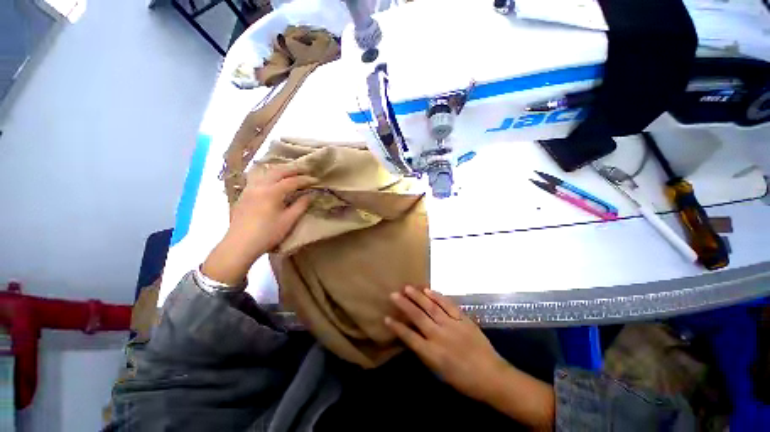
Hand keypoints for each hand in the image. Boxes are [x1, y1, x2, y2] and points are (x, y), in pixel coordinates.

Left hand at [201, 165, 316, 285]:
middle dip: (293, 169)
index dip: (305, 180)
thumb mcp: (288, 220)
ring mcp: (249, 189)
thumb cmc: (268, 234)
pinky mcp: (243, 194)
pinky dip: (268, 174)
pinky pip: (257, 177)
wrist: (240, 245)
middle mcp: (259, 186)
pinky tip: (272, 179)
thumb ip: (301, 205)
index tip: (316, 180)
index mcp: (272, 192)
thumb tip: (310, 195)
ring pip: (265, 172)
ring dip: (280, 169)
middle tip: (305, 169)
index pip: (292, 181)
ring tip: (290, 171)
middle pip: (278, 171)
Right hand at [384, 286, 508, 401]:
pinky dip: (437, 296)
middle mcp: (440, 337)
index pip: (410, 338)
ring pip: (431, 307)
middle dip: (404, 305)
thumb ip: (426, 354)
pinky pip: (448, 305)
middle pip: (418, 317)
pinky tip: (428, 290)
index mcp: (433, 354)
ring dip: (418, 296)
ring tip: (407, 287)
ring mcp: (452, 325)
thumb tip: (413, 338)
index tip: (386, 318)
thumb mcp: (440, 373)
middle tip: (394, 294)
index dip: (397, 327)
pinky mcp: (463, 319)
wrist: (492, 377)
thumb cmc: (465, 381)